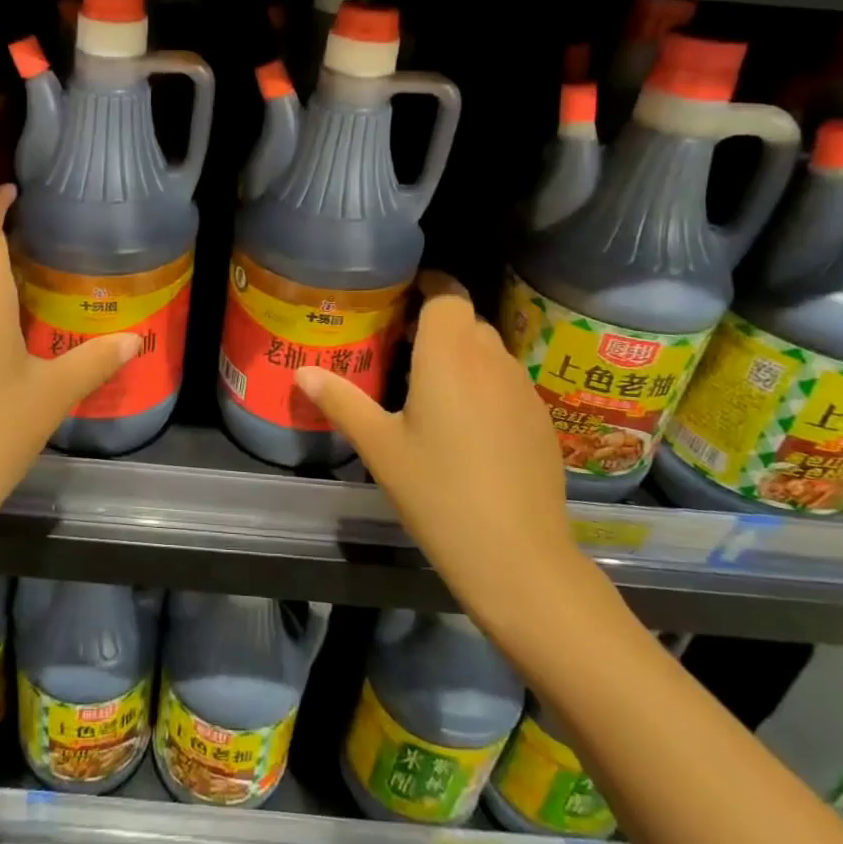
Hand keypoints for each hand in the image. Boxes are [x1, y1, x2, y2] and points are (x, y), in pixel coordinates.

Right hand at [294, 275, 582, 618]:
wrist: (518, 556)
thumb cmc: (438, 492)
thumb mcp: (379, 447)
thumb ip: (341, 402)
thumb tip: (301, 372)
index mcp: (448, 356)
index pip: (447, 294)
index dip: (429, 287)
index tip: (403, 297)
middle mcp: (491, 361)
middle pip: (467, 321)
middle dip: (437, 324)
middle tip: (401, 347)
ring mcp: (522, 390)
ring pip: (490, 351)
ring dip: (462, 355)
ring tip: (430, 386)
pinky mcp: (541, 421)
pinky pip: (507, 383)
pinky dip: (485, 385)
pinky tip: (467, 427)